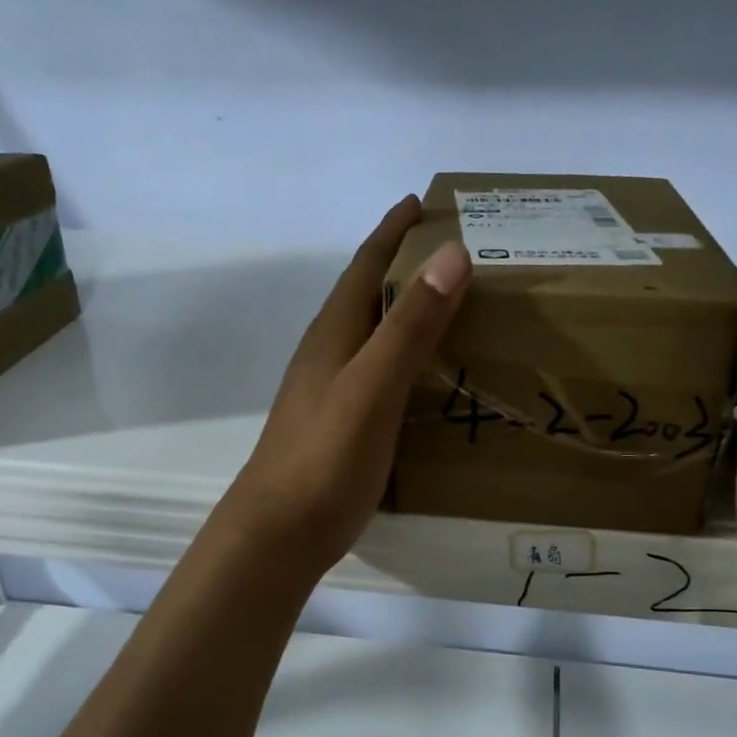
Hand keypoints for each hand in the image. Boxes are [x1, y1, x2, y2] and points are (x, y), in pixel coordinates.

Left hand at [226, 196, 470, 578]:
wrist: (279, 533)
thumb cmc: (324, 457)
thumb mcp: (372, 387)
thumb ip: (409, 326)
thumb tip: (451, 254)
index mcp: (334, 334)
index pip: (365, 266)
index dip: (392, 232)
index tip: (423, 202)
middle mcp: (328, 354)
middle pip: (368, 295)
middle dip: (405, 266)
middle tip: (457, 254)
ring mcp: (331, 390)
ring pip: (373, 335)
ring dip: (406, 312)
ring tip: (453, 307)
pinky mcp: (341, 424)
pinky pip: (379, 373)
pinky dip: (406, 358)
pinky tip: (427, 376)